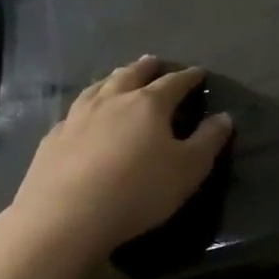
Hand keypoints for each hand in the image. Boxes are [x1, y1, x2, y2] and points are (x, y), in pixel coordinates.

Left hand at [2, 57, 232, 269]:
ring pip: (99, 87)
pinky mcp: (54, 138)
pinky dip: (87, 105)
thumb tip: (225, 116)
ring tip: (120, 76)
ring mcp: (78, 117)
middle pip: (132, 75)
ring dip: (114, 78)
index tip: (199, 73)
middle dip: (147, 68)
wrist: (66, 217)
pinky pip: (74, 111)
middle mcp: (112, 101)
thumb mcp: (189, 169)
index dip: (189, 77)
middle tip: (155, 62)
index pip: (174, 83)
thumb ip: (209, 140)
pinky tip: (84, 114)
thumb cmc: (139, 190)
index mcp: (149, 104)